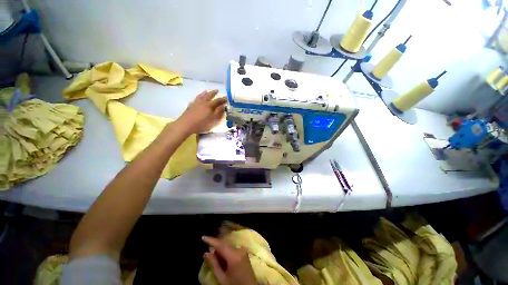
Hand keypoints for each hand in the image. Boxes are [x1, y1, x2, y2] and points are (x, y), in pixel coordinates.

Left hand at [176, 89, 225, 134]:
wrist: (186, 125)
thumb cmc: (201, 124)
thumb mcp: (213, 120)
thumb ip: (219, 112)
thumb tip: (223, 106)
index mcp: (209, 105)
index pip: (218, 101)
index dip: (223, 99)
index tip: (227, 98)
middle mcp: (203, 102)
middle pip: (209, 96)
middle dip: (213, 93)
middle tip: (217, 90)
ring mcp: (196, 103)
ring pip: (201, 96)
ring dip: (205, 93)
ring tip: (207, 91)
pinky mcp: (190, 105)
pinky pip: (196, 98)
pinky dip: (199, 96)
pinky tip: (198, 97)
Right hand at [202, 236, 256, 284]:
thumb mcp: (222, 278)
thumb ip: (214, 264)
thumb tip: (206, 253)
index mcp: (234, 256)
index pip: (220, 245)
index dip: (211, 240)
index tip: (203, 237)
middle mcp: (239, 250)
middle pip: (225, 245)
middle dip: (216, 248)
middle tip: (208, 256)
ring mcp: (243, 250)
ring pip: (228, 247)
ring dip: (221, 251)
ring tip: (216, 261)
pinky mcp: (244, 253)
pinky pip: (233, 249)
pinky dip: (226, 253)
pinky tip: (223, 261)